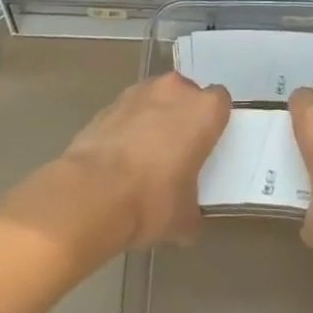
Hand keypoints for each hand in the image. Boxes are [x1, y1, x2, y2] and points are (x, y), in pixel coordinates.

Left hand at [60, 72, 230, 249]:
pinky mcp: (108, 104)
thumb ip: (193, 210)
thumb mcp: (184, 218)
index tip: (206, 146)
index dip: (213, 123)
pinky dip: (126, 129)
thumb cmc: (152, 200)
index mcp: (205, 110)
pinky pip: (127, 113)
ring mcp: (139, 92)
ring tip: (143, 157)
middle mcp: (175, 90)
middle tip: (177, 152)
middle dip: (182, 117)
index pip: (220, 103)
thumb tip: (188, 221)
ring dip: (153, 119)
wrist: (91, 194)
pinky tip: (117, 161)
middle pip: (186, 96)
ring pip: (155, 100)